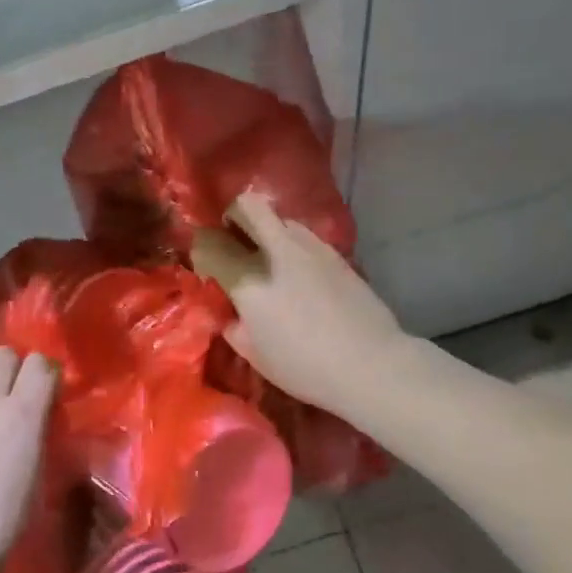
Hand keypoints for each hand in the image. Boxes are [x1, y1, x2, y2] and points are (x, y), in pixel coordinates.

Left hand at [0, 348, 56, 572]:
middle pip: (1, 355)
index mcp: (23, 413)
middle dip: (10, 370)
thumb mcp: (37, 475)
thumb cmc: (1, 522)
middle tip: (8, 396)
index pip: (41, 365)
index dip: (45, 374)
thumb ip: (36, 434)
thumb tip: (33, 417)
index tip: (45, 391)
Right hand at [191, 191, 408, 412]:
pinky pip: (304, 236)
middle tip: (234, 239)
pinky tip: (299, 273)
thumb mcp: (254, 355)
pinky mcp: (335, 253)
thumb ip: (233, 326)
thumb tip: (230, 311)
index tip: (206, 265)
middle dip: (234, 215)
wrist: (370, 363)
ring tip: (269, 258)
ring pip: (279, 217)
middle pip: (247, 206)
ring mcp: (310, 247)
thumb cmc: (304, 366)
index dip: (201, 250)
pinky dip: (292, 245)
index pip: (210, 245)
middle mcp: (276, 251)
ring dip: (266, 229)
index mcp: (248, 279)